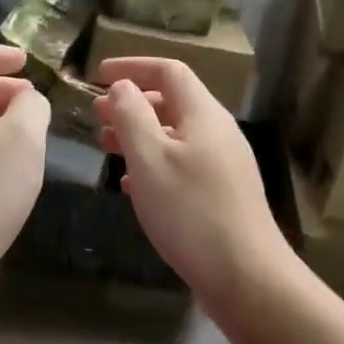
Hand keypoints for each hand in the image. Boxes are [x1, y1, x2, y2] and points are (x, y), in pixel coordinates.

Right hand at [94, 57, 291, 307]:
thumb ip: (131, 116)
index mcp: (203, 115)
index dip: (132, 66)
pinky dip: (154, 164)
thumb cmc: (190, 212)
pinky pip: (182, 164)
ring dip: (140, 134)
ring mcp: (223, 164)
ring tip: (106, 146)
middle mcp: (217, 132)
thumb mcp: (150, 159)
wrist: (246, 276)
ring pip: (175, 135)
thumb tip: (122, 86)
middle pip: (173, 102)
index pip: (169, 71)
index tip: (98, 74)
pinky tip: (131, 185)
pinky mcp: (222, 194)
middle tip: (96, 114)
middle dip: (132, 103)